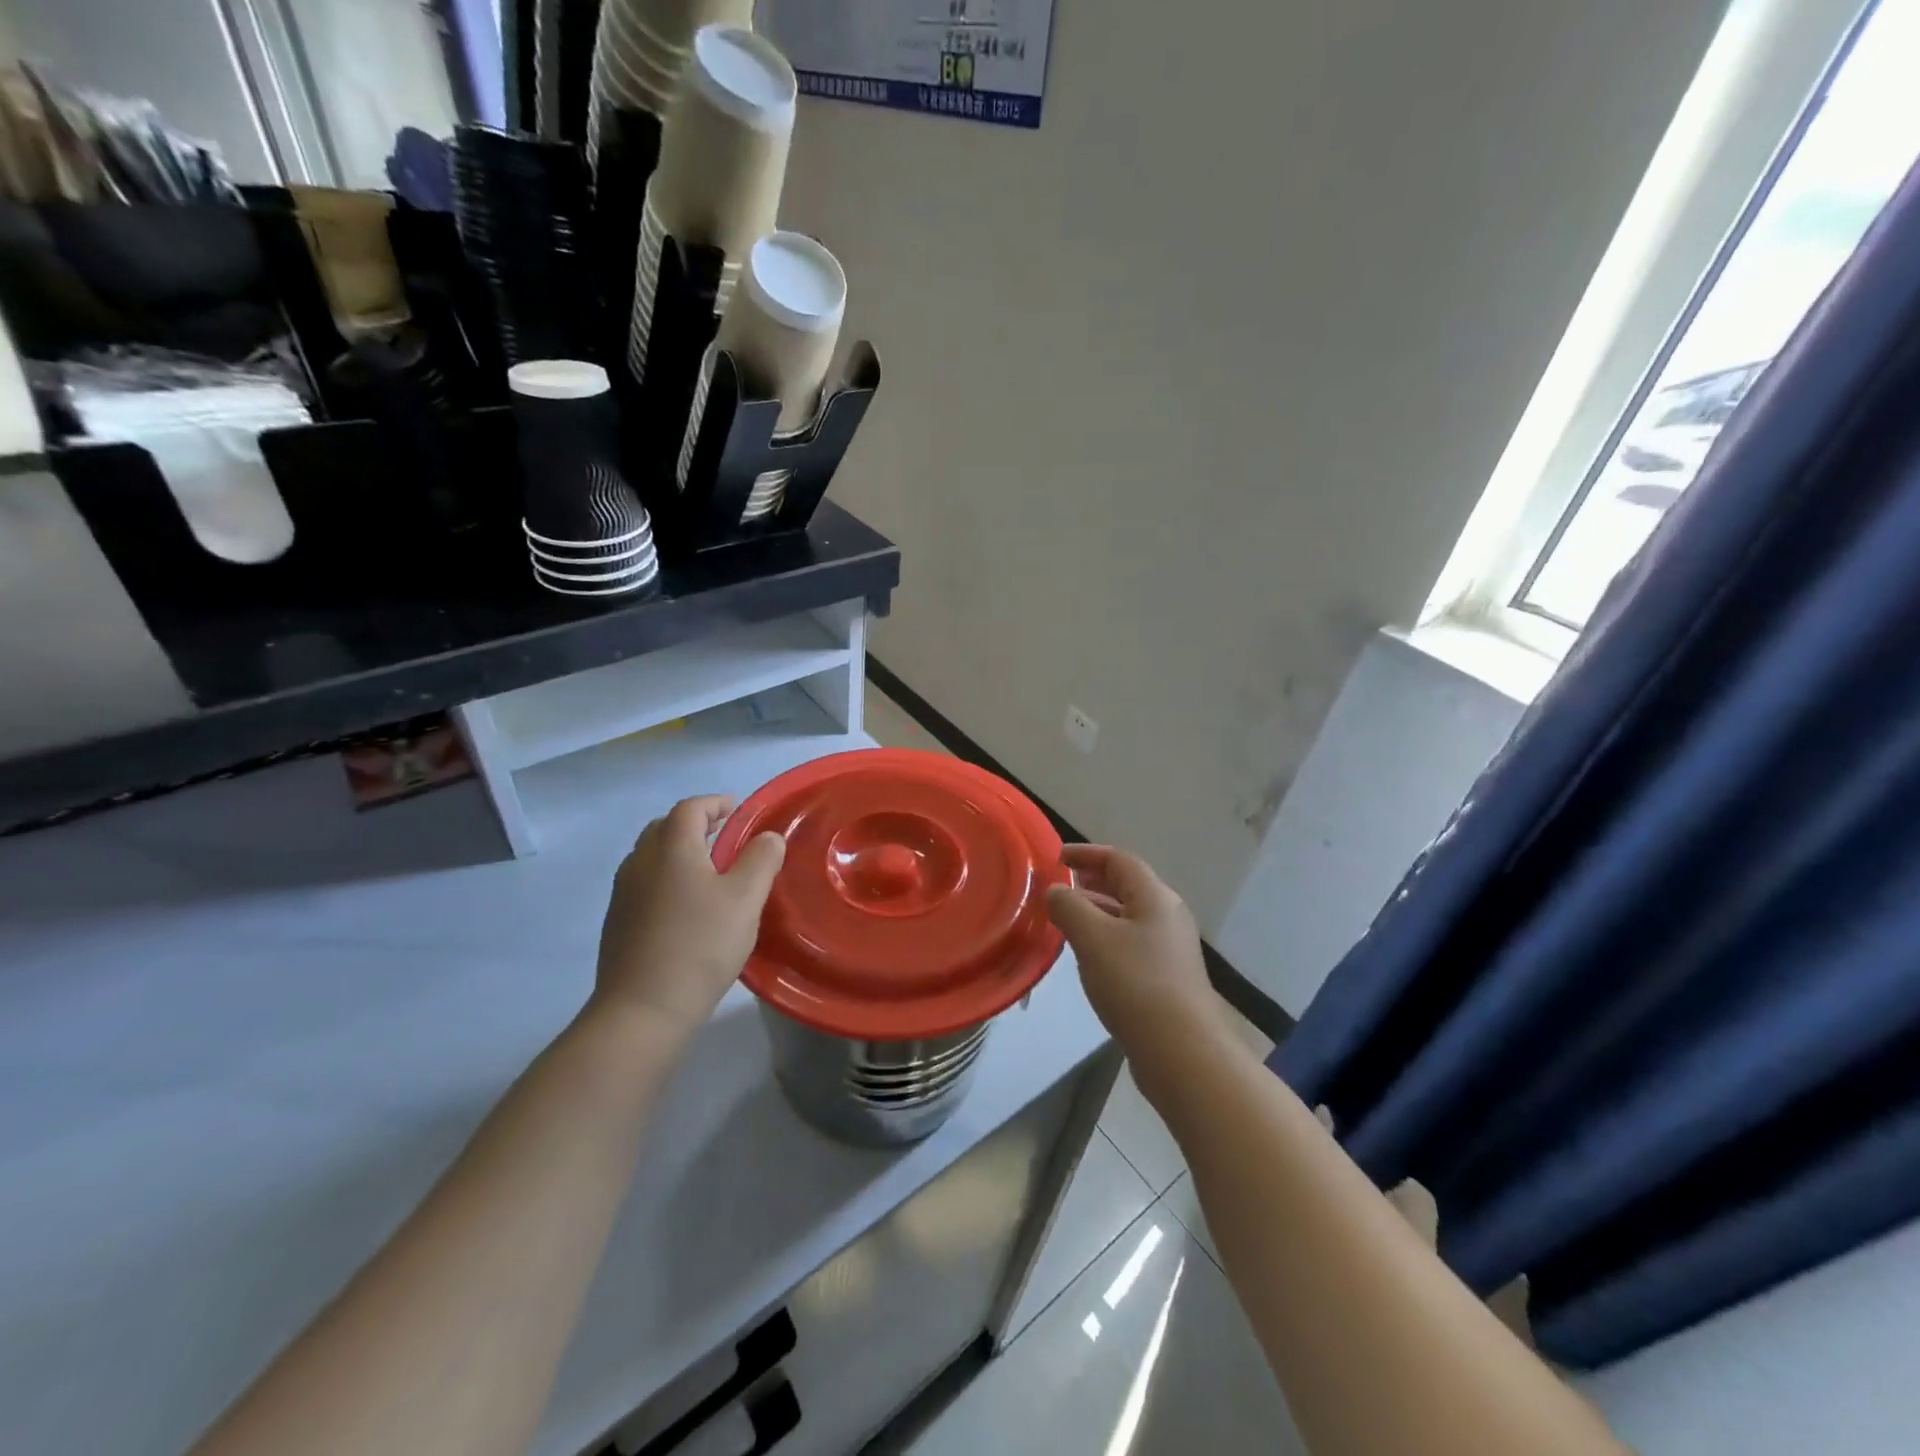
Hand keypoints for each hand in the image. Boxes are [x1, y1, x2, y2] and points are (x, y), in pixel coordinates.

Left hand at [592, 795, 785, 1044]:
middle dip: (695, 825)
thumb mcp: (746, 899)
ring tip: (709, 872)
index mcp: (671, 848)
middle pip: (665, 827)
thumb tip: (767, 837)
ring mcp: (623, 893)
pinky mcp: (617, 922)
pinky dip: (665, 879)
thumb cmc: (701, 945)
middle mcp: (640, 862)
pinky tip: (686, 908)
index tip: (738, 811)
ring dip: (678, 853)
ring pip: (651, 856)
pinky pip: (643, 883)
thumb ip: (761, 860)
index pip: (691, 808)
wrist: (643, 1009)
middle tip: (724, 838)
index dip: (715, 803)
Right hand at [1046, 845, 1216, 1058]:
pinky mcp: (1167, 979)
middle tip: (1060, 887)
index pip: (1119, 859)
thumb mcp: (1093, 938)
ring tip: (1065, 921)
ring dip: (1097, 912)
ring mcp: (1170, 949)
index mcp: (1155, 897)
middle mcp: (1168, 916)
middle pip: (1127, 886)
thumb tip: (1057, 890)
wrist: (1182, 1052)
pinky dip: (1106, 939)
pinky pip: (1131, 944)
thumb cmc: (1135, 984)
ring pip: (1128, 917)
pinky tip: (1088, 957)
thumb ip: (1069, 906)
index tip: (1057, 858)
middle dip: (1092, 882)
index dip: (1087, 853)